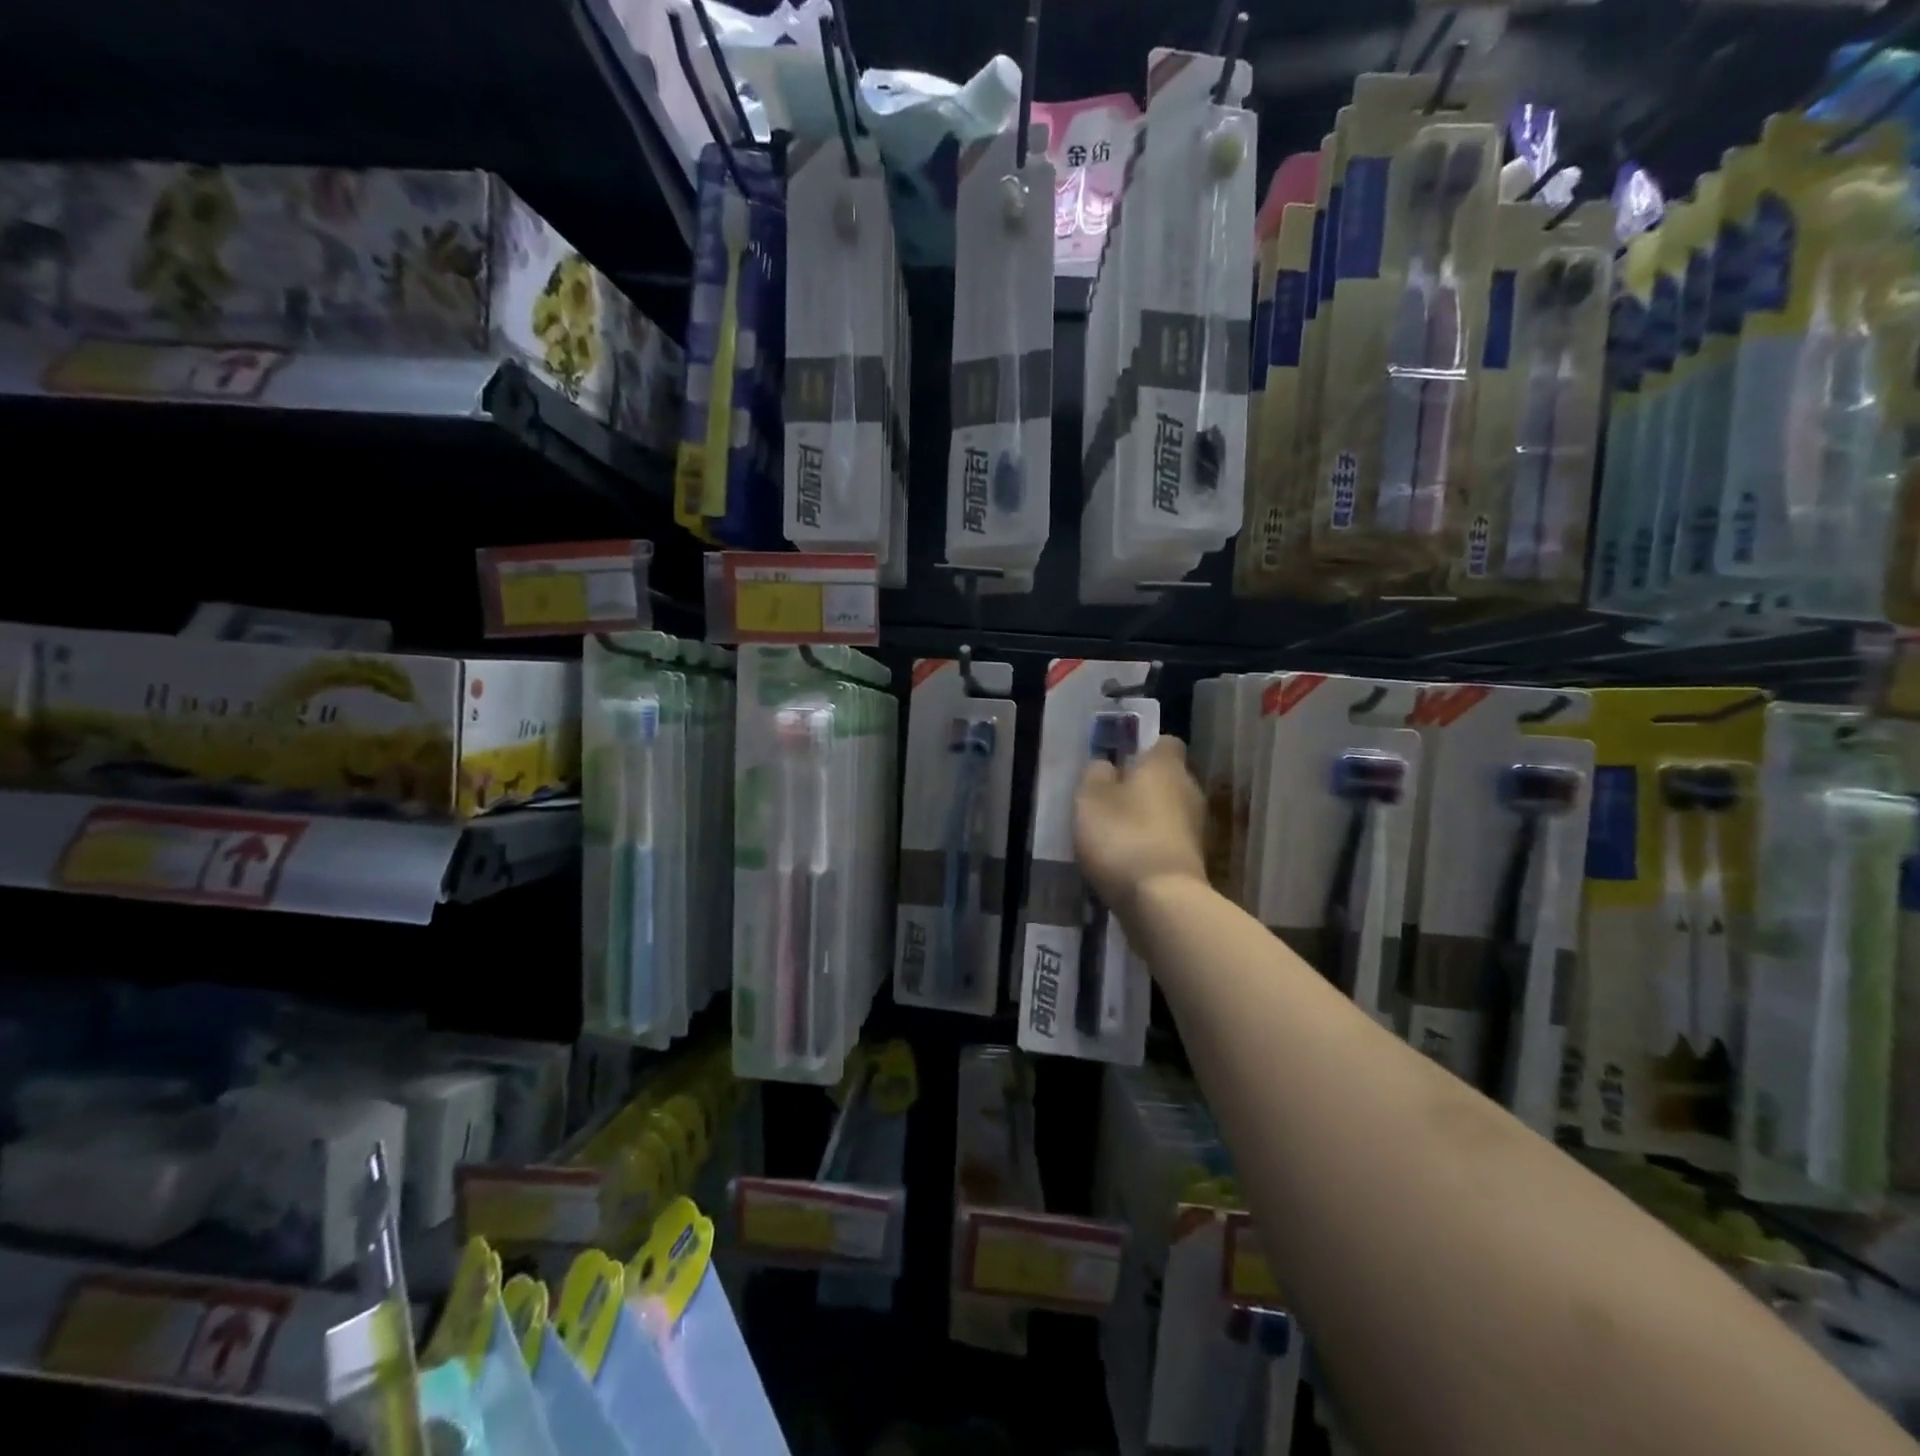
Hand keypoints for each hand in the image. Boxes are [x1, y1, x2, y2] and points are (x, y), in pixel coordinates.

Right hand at [1074, 735, 1206, 917]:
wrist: (1161, 900)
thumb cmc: (1122, 836)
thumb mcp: (1090, 798)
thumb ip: (1096, 774)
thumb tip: (1106, 764)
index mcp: (1166, 765)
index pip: (1164, 742)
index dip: (1143, 750)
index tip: (1119, 763)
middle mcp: (1189, 788)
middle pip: (1167, 778)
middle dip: (1143, 786)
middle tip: (1110, 800)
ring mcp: (1197, 827)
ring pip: (1169, 811)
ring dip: (1147, 818)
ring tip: (1114, 834)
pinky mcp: (1194, 859)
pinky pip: (1169, 840)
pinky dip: (1152, 845)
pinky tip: (1128, 860)